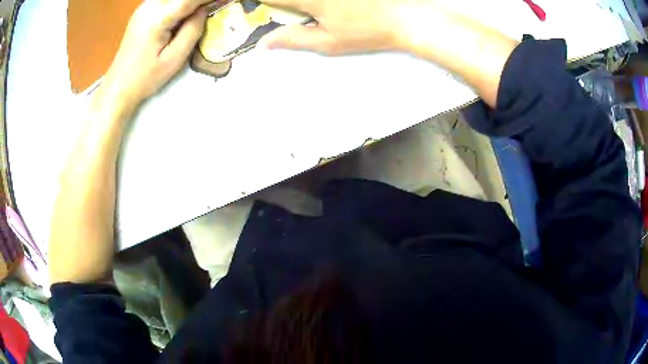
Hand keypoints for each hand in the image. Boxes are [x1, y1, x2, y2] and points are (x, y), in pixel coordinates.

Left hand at [101, 0, 210, 109]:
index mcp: (157, 19)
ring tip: (201, 9)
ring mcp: (143, 7)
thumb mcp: (174, 59)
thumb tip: (204, 10)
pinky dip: (179, 2)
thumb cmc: (145, 78)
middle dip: (199, 0)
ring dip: (189, 2)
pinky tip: (185, 12)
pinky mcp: (142, 11)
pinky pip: (165, 0)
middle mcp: (149, 6)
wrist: (118, 87)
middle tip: (213, 6)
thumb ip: (192, 30)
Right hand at [258, 0, 441, 54]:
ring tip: (313, 12)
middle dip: (282, 3)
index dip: (260, 2)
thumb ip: (292, 40)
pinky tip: (326, 9)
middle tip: (294, 12)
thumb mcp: (328, 42)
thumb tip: (262, 44)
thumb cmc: (367, 32)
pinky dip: (315, 3)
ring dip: (301, 4)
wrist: (405, 16)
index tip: (261, 8)